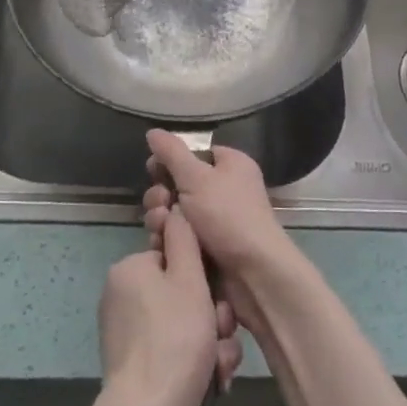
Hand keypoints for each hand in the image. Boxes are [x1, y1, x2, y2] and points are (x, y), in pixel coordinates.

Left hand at [95, 211, 241, 405]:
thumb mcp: (188, 279)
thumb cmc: (173, 341)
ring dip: (212, 340)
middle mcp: (125, 297)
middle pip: (185, 292)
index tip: (218, 295)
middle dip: (212, 313)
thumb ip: (185, 239)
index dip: (205, 274)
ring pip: (187, 323)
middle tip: (222, 332)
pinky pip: (178, 350)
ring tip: (219, 363)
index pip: (177, 255)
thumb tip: (177, 208)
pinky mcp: (140, 366)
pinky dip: (198, 362)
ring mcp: (131, 334)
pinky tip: (213, 380)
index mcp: (131, 270)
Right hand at [141, 131, 300, 337]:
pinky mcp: (210, 249)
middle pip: (180, 184)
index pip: (193, 154)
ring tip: (160, 228)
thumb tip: (153, 131)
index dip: (170, 161)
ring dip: (162, 219)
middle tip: (160, 205)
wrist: (254, 274)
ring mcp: (217, 221)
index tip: (152, 170)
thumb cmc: (228, 215)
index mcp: (230, 165)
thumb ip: (172, 153)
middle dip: (162, 195)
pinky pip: (182, 237)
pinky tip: (162, 246)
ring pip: (177, 213)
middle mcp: (225, 189)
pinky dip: (170, 240)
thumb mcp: (196, 177)